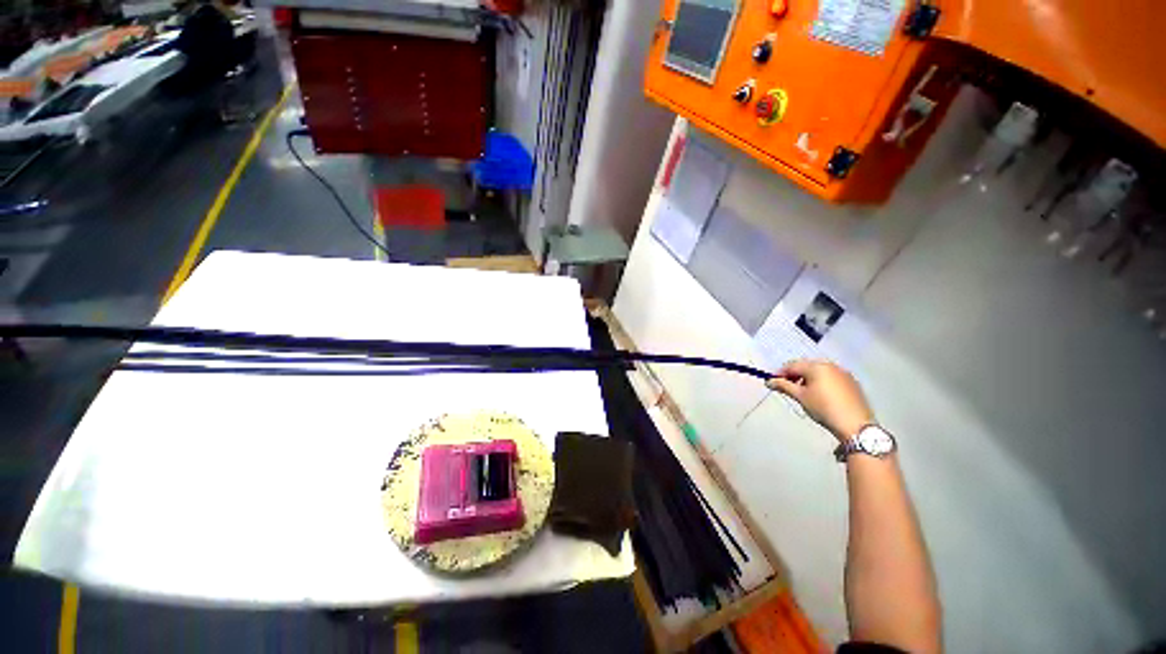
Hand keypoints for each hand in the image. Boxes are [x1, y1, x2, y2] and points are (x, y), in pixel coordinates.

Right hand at [766, 360, 873, 441]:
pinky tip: (820, 396)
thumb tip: (768, 382)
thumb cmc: (824, 408)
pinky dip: (822, 383)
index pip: (792, 365)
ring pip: (819, 372)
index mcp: (816, 366)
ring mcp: (844, 374)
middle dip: (795, 375)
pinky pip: (831, 378)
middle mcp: (830, 365)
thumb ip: (783, 386)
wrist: (855, 425)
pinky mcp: (852, 383)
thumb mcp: (800, 397)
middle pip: (806, 367)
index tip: (772, 382)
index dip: (780, 373)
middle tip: (787, 387)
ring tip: (803, 392)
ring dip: (808, 379)